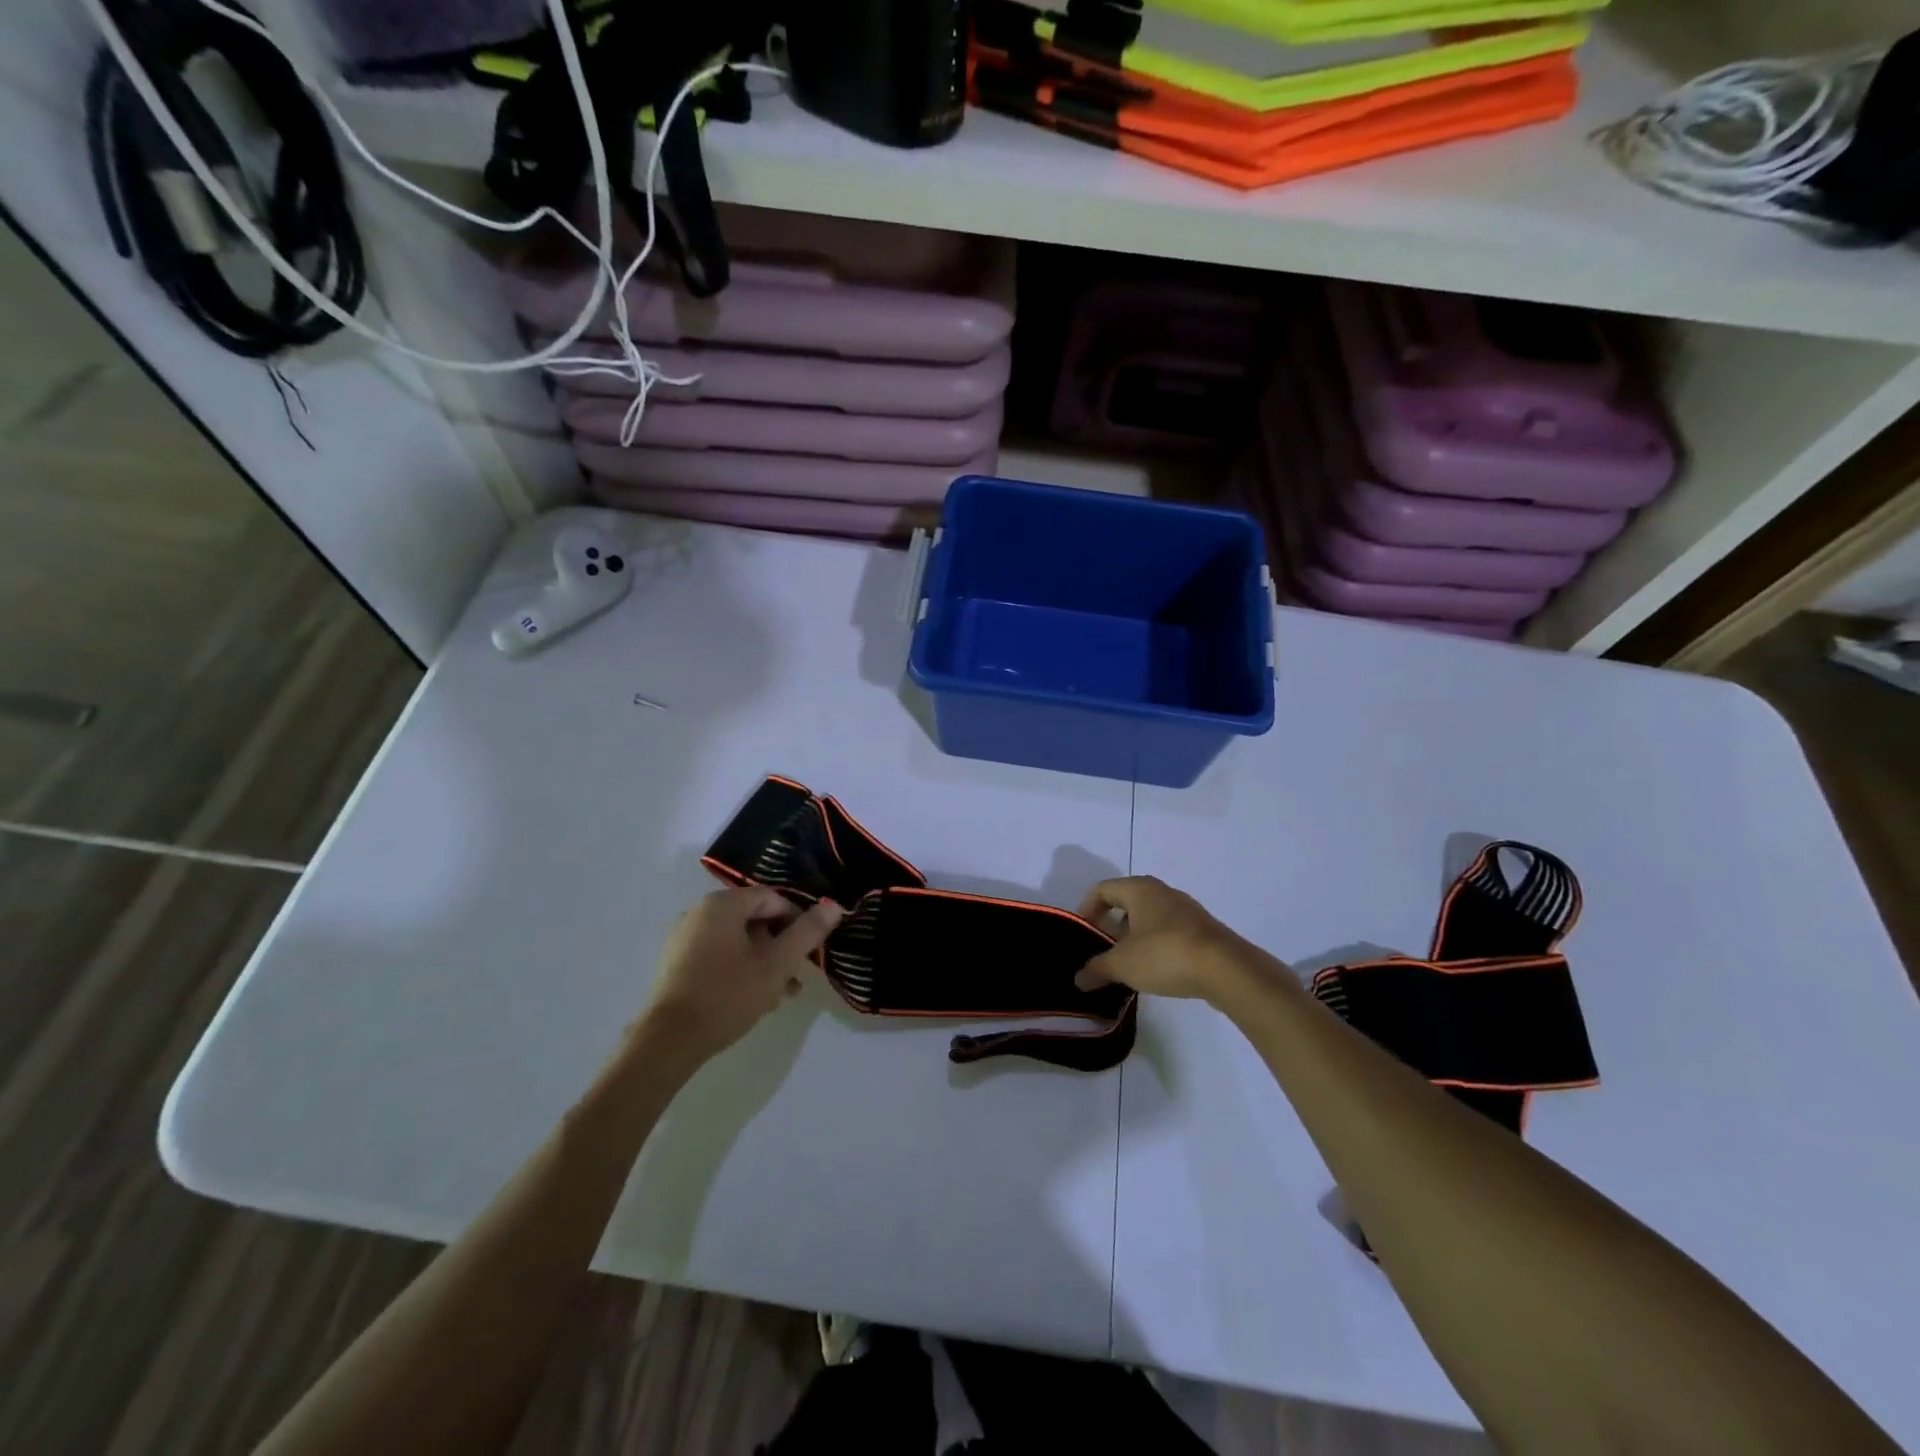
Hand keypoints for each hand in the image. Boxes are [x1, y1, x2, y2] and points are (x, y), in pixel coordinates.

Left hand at [636, 888, 843, 1064]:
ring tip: (779, 996)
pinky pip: (718, 954)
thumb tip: (835, 905)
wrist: (668, 1042)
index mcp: (722, 904)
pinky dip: (739, 969)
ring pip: (738, 941)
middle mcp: (699, 912)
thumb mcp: (777, 964)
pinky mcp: (676, 962)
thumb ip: (808, 932)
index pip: (773, 899)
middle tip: (795, 980)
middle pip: (755, 920)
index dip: (797, 923)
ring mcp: (684, 937)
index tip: (807, 954)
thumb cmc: (727, 995)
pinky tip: (752, 999)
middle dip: (780, 947)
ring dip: (763, 963)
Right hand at [1073, 876, 1264, 1002]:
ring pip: (1150, 918)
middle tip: (1102, 951)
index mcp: (1139, 889)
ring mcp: (1186, 910)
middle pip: (1127, 902)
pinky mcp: (1203, 931)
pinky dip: (1156, 946)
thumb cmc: (1165, 954)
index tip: (1083, 934)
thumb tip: (1078, 978)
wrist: (1226, 969)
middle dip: (1111, 926)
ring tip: (1127, 965)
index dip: (1087, 909)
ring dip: (1134, 938)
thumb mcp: (1122, 964)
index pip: (1103, 889)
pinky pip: (1169, 932)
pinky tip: (1156, 971)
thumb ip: (1097, 969)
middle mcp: (1162, 892)